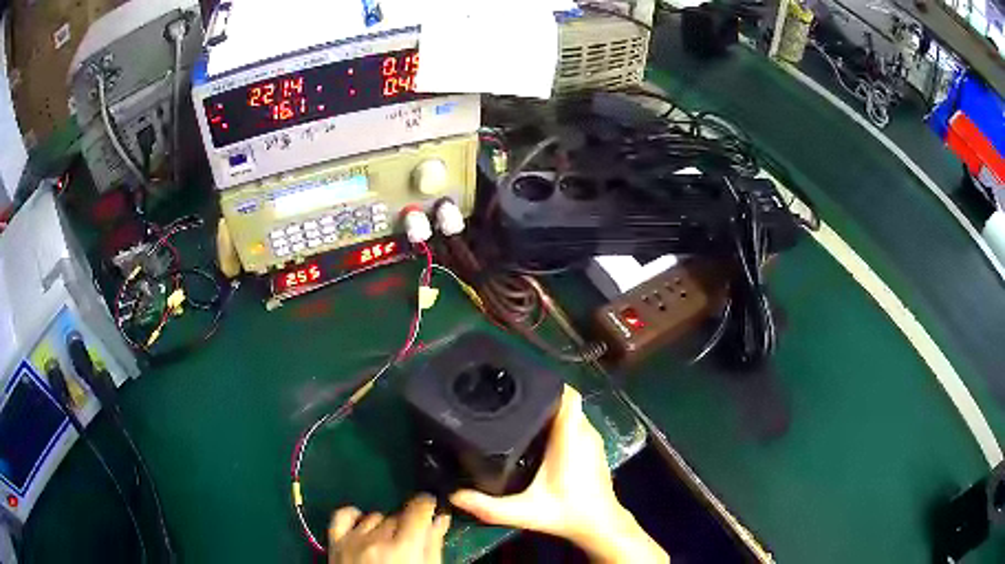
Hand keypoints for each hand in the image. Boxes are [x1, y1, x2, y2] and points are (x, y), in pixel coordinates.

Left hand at [328, 494, 450, 563]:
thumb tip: (440, 518)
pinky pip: (342, 516)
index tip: (432, 509)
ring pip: (375, 516)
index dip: (428, 505)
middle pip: (398, 515)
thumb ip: (433, 544)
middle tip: (412, 543)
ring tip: (389, 545)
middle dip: (408, 525)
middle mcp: (377, 538)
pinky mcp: (335, 543)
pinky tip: (364, 525)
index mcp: (404, 547)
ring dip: (385, 526)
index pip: (418, 508)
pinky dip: (355, 516)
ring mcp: (353, 539)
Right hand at [450, 386, 667, 562]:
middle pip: (565, 400)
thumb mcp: (525, 512)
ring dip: (549, 409)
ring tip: (518, 411)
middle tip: (509, 397)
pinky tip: (536, 433)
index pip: (567, 395)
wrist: (600, 525)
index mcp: (571, 438)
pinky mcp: (592, 447)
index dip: (547, 383)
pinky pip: (575, 423)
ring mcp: (592, 439)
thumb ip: (489, 507)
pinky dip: (558, 422)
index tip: (520, 381)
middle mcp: (585, 432)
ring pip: (570, 412)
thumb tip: (453, 496)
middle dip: (540, 395)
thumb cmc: (567, 513)